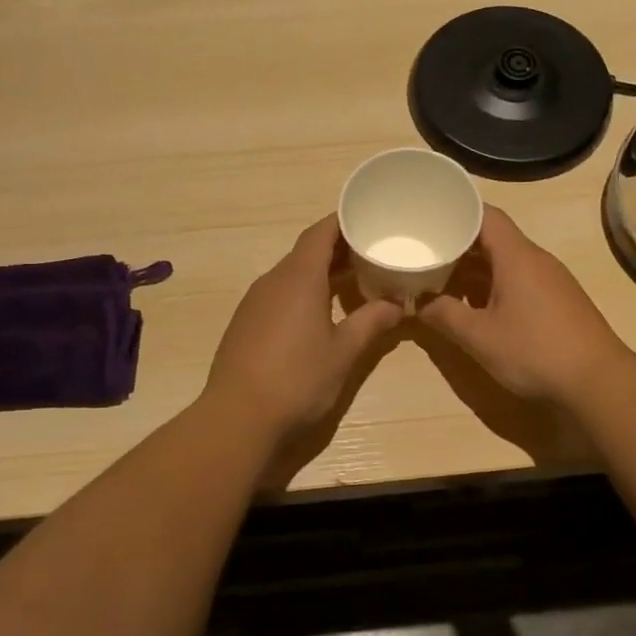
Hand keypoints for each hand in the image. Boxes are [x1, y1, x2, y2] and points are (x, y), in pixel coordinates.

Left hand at [204, 216, 403, 440]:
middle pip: (306, 252)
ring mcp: (254, 303)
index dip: (343, 222)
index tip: (368, 219)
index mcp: (299, 278)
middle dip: (337, 249)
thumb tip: (397, 304)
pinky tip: (318, 314)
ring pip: (291, 275)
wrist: (238, 417)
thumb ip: (371, 322)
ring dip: (319, 273)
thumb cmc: (297, 379)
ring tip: (351, 282)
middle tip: (371, 254)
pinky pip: (278, 295)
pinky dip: (301, 293)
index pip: (321, 233)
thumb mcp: (343, 352)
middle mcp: (273, 281)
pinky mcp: (245, 324)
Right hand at [419, 206, 630, 405]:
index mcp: (517, 256)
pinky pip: (518, 280)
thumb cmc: (534, 351)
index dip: (456, 212)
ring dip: (473, 269)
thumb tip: (416, 303)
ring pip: (505, 262)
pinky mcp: (557, 301)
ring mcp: (550, 280)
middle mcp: (535, 260)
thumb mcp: (479, 336)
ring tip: (441, 281)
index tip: (429, 220)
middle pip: (493, 238)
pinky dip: (492, 285)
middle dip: (458, 245)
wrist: (597, 382)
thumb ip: (443, 315)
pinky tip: (474, 306)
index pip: (485, 215)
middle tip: (425, 254)